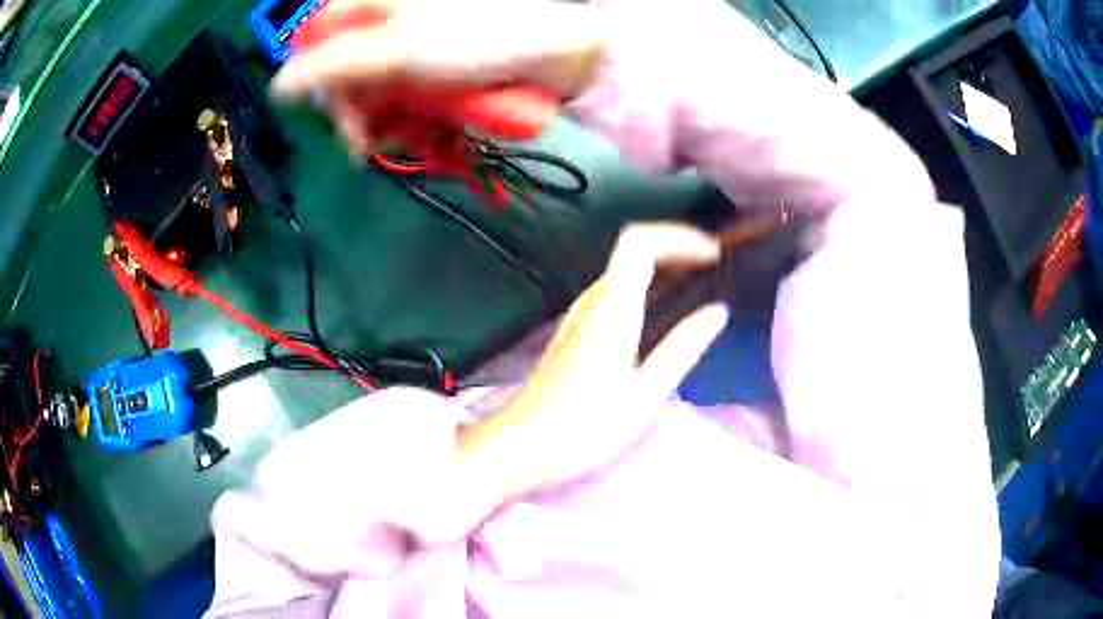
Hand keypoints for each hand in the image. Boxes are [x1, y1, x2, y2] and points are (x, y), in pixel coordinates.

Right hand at [272, 0, 605, 155]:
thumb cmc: (481, 40)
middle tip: (373, 144)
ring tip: (418, 140)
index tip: (341, 118)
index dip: (325, 85)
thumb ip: (335, 66)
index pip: (320, 44)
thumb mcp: (398, 51)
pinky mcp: (440, 69)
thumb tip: (280, 87)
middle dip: (363, 113)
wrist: (561, 52)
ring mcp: (416, 45)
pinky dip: (420, 124)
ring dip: (394, 125)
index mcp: (374, 5)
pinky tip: (436, 137)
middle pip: (351, 73)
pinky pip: (413, 100)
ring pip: (381, 92)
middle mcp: (389, 21)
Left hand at [455, 224, 728, 519]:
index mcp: (612, 309)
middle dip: (675, 248)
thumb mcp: (644, 394)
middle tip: (712, 268)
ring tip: (696, 285)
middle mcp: (592, 301)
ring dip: (661, 266)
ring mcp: (578, 313)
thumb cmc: (585, 427)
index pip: (640, 243)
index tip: (711, 255)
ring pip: (623, 269)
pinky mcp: (574, 329)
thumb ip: (682, 348)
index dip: (678, 237)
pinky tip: (662, 312)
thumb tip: (717, 312)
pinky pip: (614, 290)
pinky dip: (644, 285)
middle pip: (632, 249)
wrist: (523, 445)